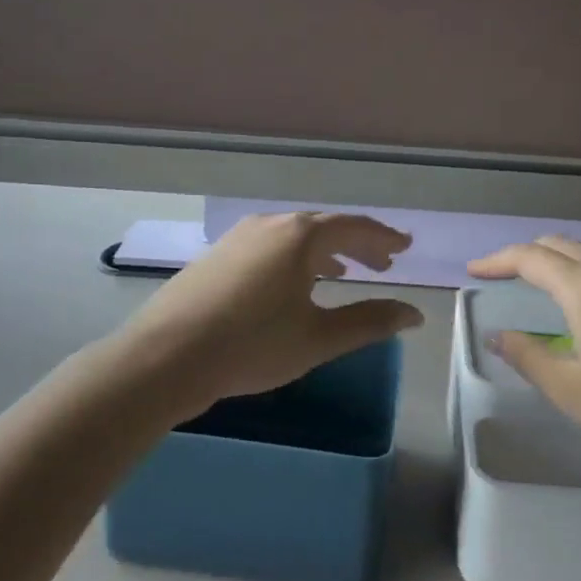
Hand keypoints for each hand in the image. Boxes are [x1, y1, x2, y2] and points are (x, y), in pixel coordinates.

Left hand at [121, 213, 422, 416]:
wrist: (166, 356)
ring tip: (344, 273)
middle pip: (325, 227)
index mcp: (300, 236)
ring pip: (295, 236)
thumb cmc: (251, 345)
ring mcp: (239, 237)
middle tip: (383, 263)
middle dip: (357, 244)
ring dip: (326, 251)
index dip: (383, 237)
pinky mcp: (218, 255)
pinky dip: (295, 258)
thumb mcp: (318, 338)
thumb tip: (415, 314)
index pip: (354, 227)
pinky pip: (270, 246)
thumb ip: (369, 321)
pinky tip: (292, 283)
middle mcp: (271, 225)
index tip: (405, 245)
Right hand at [465, 238, 580, 479]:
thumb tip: (498, 335)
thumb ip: (528, 357)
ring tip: (549, 281)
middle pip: (563, 245)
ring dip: (565, 257)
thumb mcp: (571, 392)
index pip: (532, 258)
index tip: (475, 272)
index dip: (498, 260)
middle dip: (528, 255)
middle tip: (507, 276)